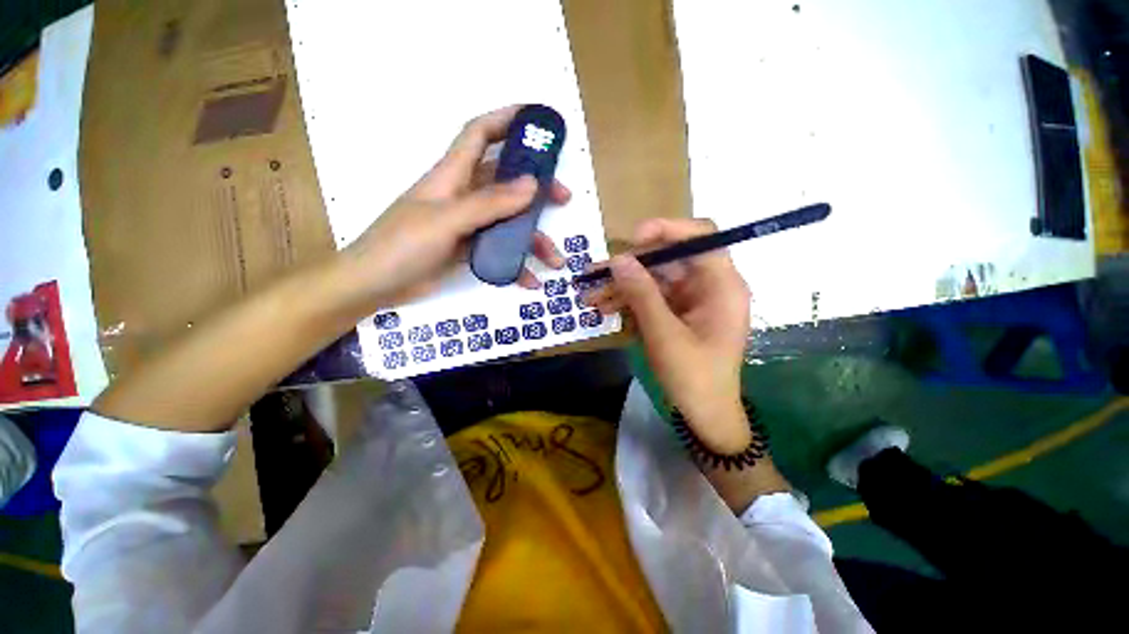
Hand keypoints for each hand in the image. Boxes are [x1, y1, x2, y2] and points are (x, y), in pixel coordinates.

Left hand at [338, 105, 568, 309]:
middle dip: (537, 187)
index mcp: (452, 176)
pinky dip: (516, 264)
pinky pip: (499, 250)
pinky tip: (529, 279)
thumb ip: (488, 203)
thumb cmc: (402, 245)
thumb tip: (532, 185)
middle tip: (564, 198)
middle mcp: (462, 196)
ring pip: (508, 221)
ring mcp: (467, 225)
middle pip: (505, 181)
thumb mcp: (446, 220)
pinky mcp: (469, 249)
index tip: (537, 121)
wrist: (375, 286)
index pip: (479, 134)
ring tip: (555, 260)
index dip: (506, 120)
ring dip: (533, 239)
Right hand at [585, 219, 752, 453]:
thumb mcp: (663, 335)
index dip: (667, 229)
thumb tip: (618, 259)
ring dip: (623, 287)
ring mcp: (692, 299)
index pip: (700, 237)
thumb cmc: (693, 377)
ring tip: (590, 297)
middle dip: (629, 267)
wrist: (704, 414)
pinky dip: (629, 302)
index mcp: (722, 286)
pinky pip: (652, 298)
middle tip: (595, 274)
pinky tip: (605, 309)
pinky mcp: (679, 312)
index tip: (632, 240)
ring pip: (654, 280)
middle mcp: (709, 285)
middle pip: (668, 260)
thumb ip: (642, 294)